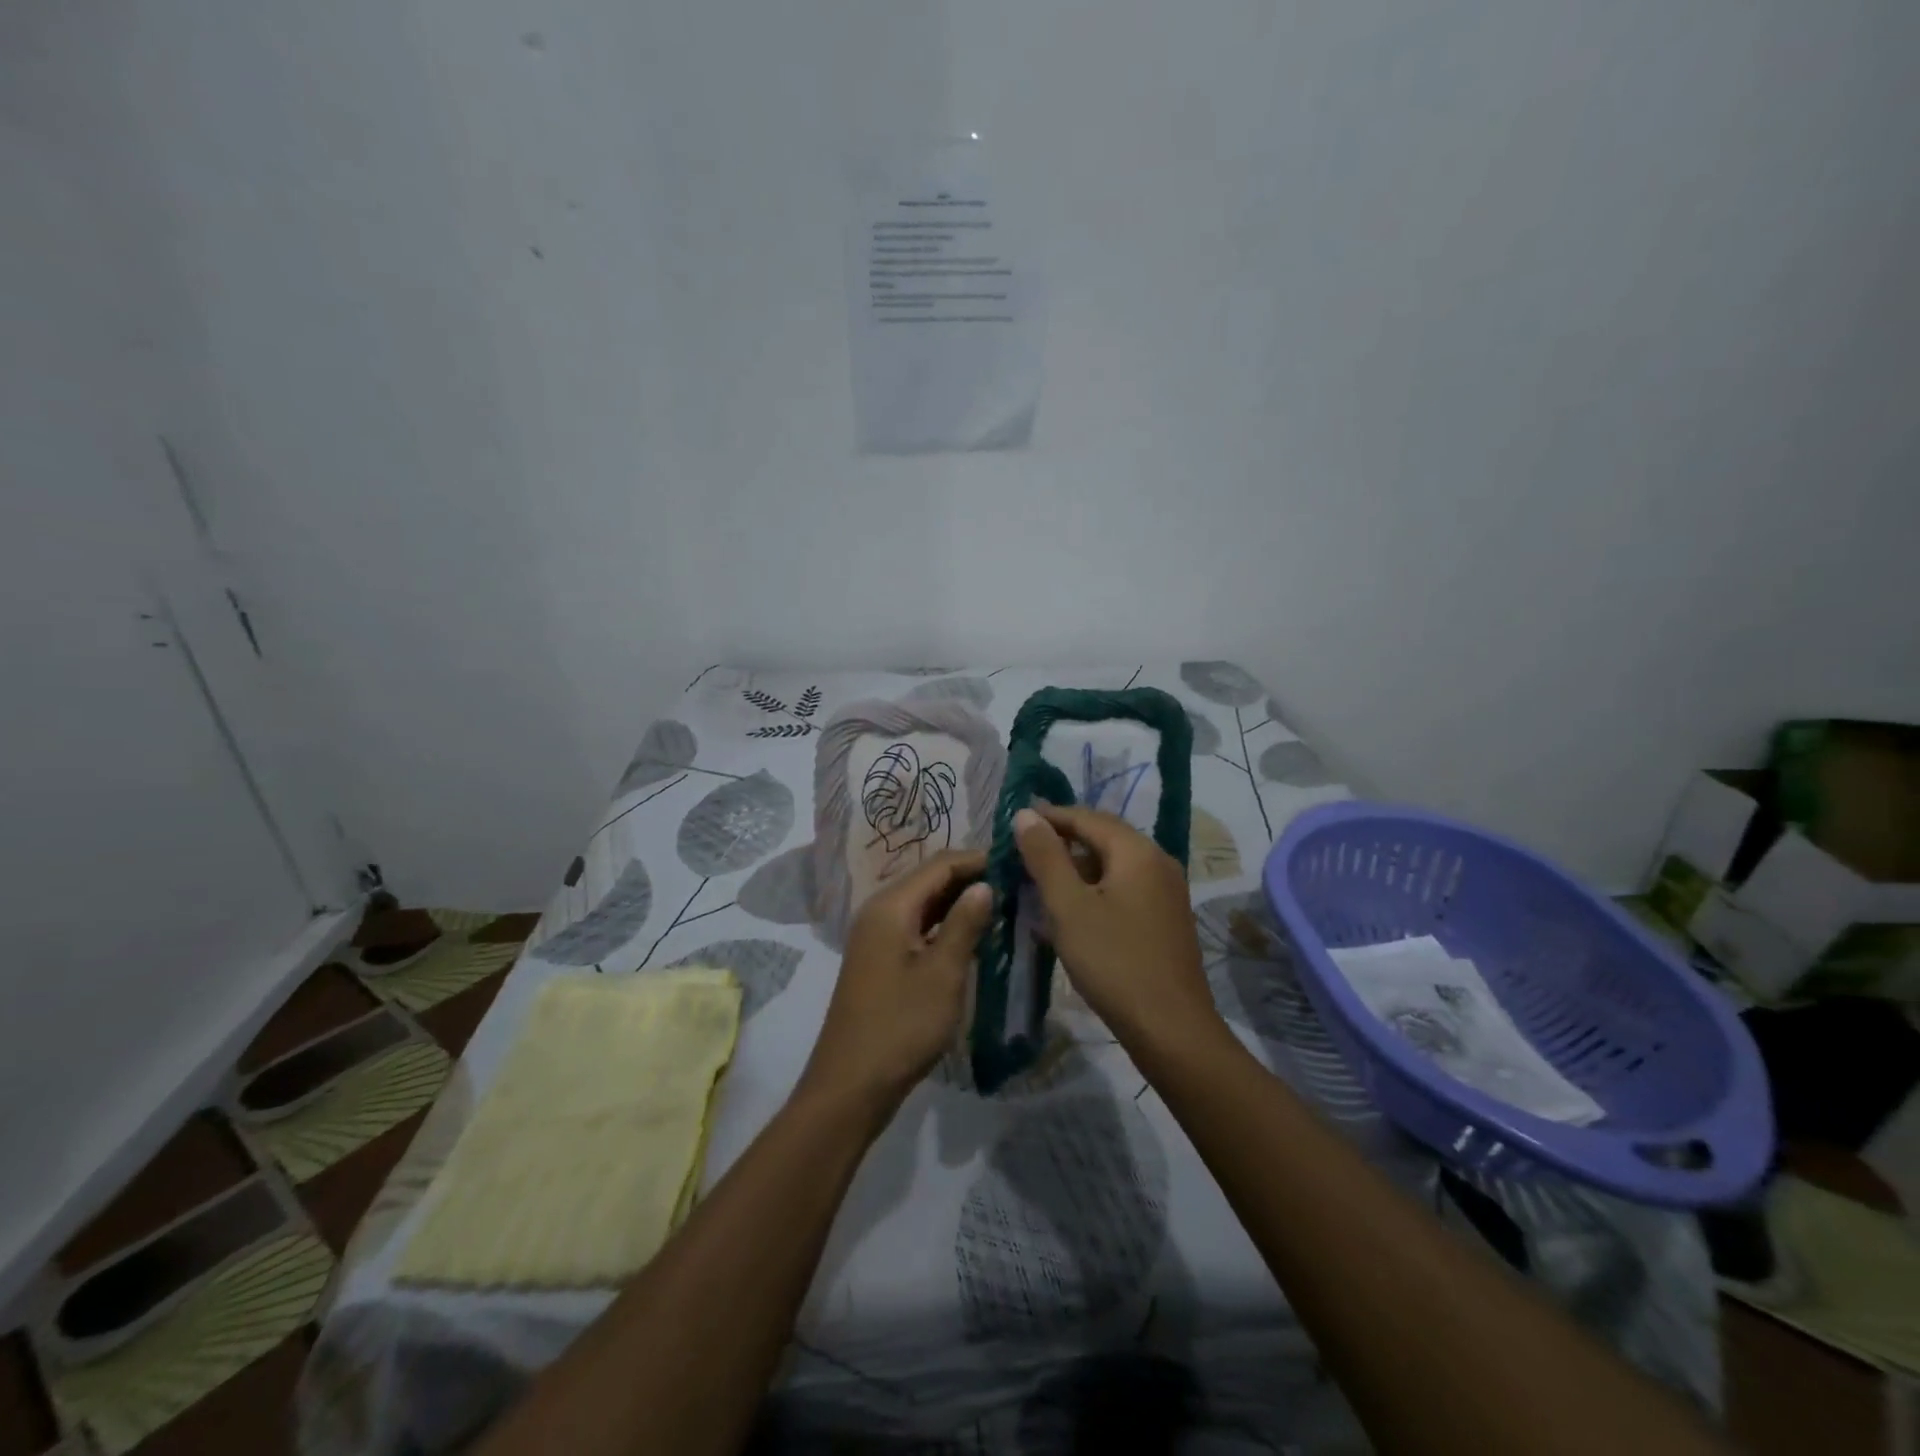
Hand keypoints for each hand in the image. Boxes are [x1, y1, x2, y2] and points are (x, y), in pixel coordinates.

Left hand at [797, 850, 991, 1115]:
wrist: (851, 1085)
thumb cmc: (901, 1026)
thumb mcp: (943, 974)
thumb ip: (965, 924)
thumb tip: (986, 885)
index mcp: (891, 906)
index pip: (940, 864)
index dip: (978, 859)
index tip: (1018, 863)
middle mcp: (879, 911)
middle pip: (930, 879)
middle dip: (972, 879)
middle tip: (1017, 885)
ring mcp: (877, 936)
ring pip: (924, 904)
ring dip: (960, 902)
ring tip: (1004, 906)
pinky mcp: (880, 959)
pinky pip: (917, 926)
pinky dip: (945, 925)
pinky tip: (974, 936)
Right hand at [1013, 805, 1221, 1049]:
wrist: (1171, 1028)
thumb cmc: (1114, 961)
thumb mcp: (1068, 906)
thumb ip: (1045, 856)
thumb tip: (1026, 813)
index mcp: (1137, 851)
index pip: (1086, 817)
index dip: (1049, 817)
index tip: (1013, 824)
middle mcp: (1158, 861)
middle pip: (1103, 837)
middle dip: (1062, 841)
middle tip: (1022, 852)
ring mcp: (1166, 891)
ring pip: (1113, 864)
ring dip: (1076, 866)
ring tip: (1040, 880)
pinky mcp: (1165, 917)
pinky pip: (1124, 887)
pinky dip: (1094, 888)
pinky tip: (1071, 909)